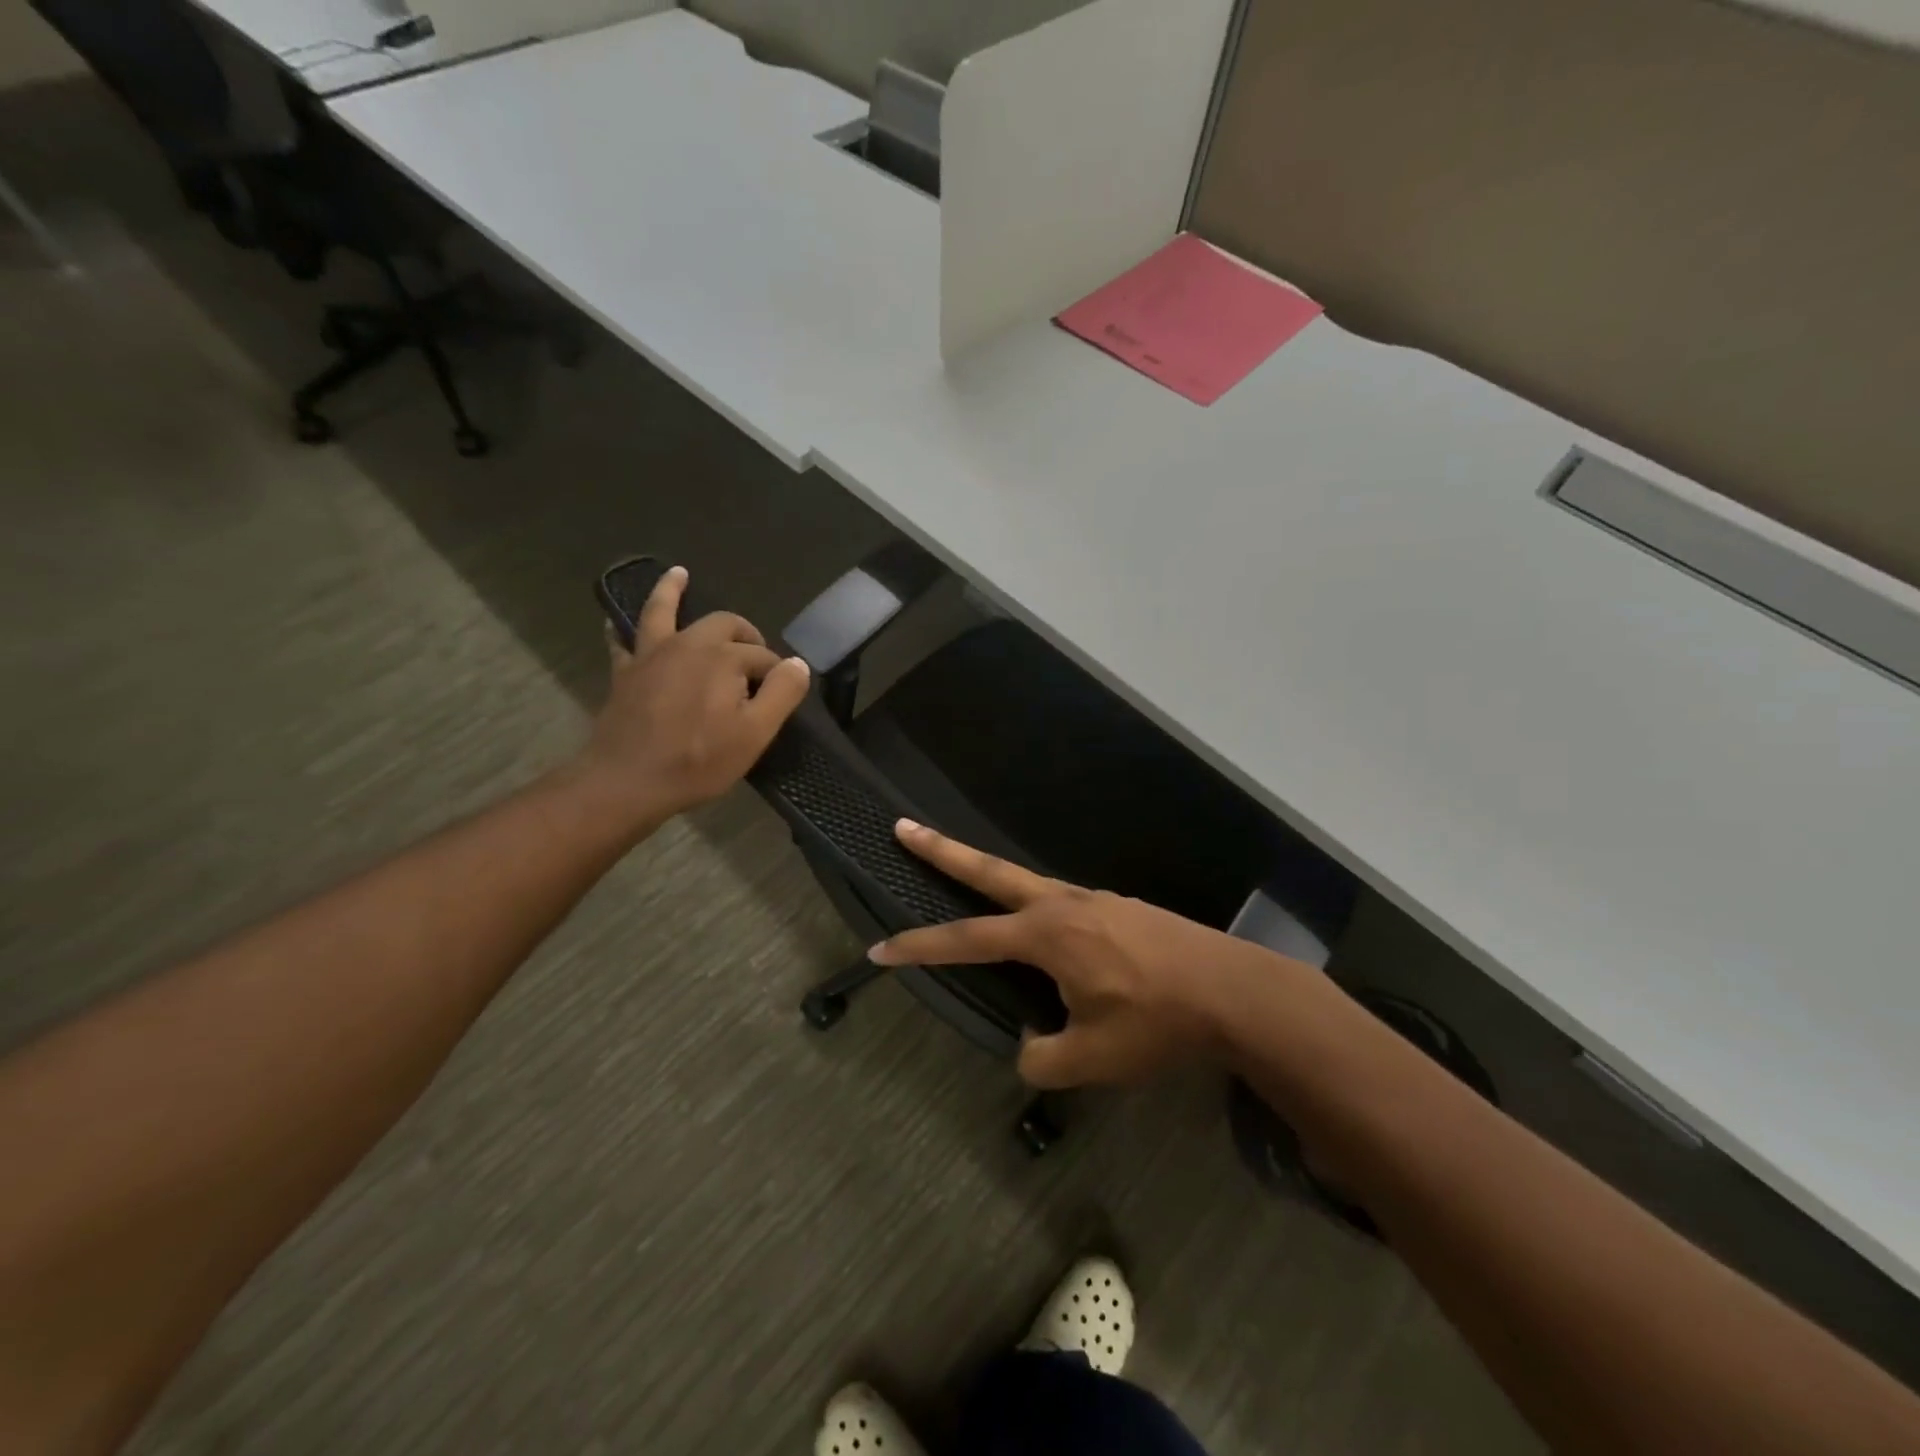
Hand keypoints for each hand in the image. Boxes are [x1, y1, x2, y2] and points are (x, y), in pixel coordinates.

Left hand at [584, 566, 809, 821]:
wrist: (628, 782)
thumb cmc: (699, 761)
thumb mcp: (755, 733)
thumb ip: (782, 693)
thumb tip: (798, 664)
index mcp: (724, 658)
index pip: (763, 657)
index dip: (776, 675)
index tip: (779, 698)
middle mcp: (689, 644)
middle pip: (725, 625)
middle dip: (745, 634)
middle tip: (755, 656)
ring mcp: (652, 654)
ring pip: (664, 611)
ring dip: (672, 590)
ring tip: (679, 574)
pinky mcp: (625, 672)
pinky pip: (622, 640)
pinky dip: (621, 627)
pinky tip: (616, 621)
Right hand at [869, 821, 1307, 1088]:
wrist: (1236, 993)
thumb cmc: (1158, 1023)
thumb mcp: (1093, 1060)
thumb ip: (1043, 1059)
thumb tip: (1029, 1046)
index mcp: (1047, 935)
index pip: (966, 939)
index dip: (918, 947)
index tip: (880, 949)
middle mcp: (1063, 905)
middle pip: (989, 870)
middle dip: (941, 850)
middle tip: (903, 827)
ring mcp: (1095, 900)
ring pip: (1028, 884)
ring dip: (991, 877)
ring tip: (969, 879)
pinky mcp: (1120, 907)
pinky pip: (1064, 904)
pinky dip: (1039, 910)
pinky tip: (1053, 936)